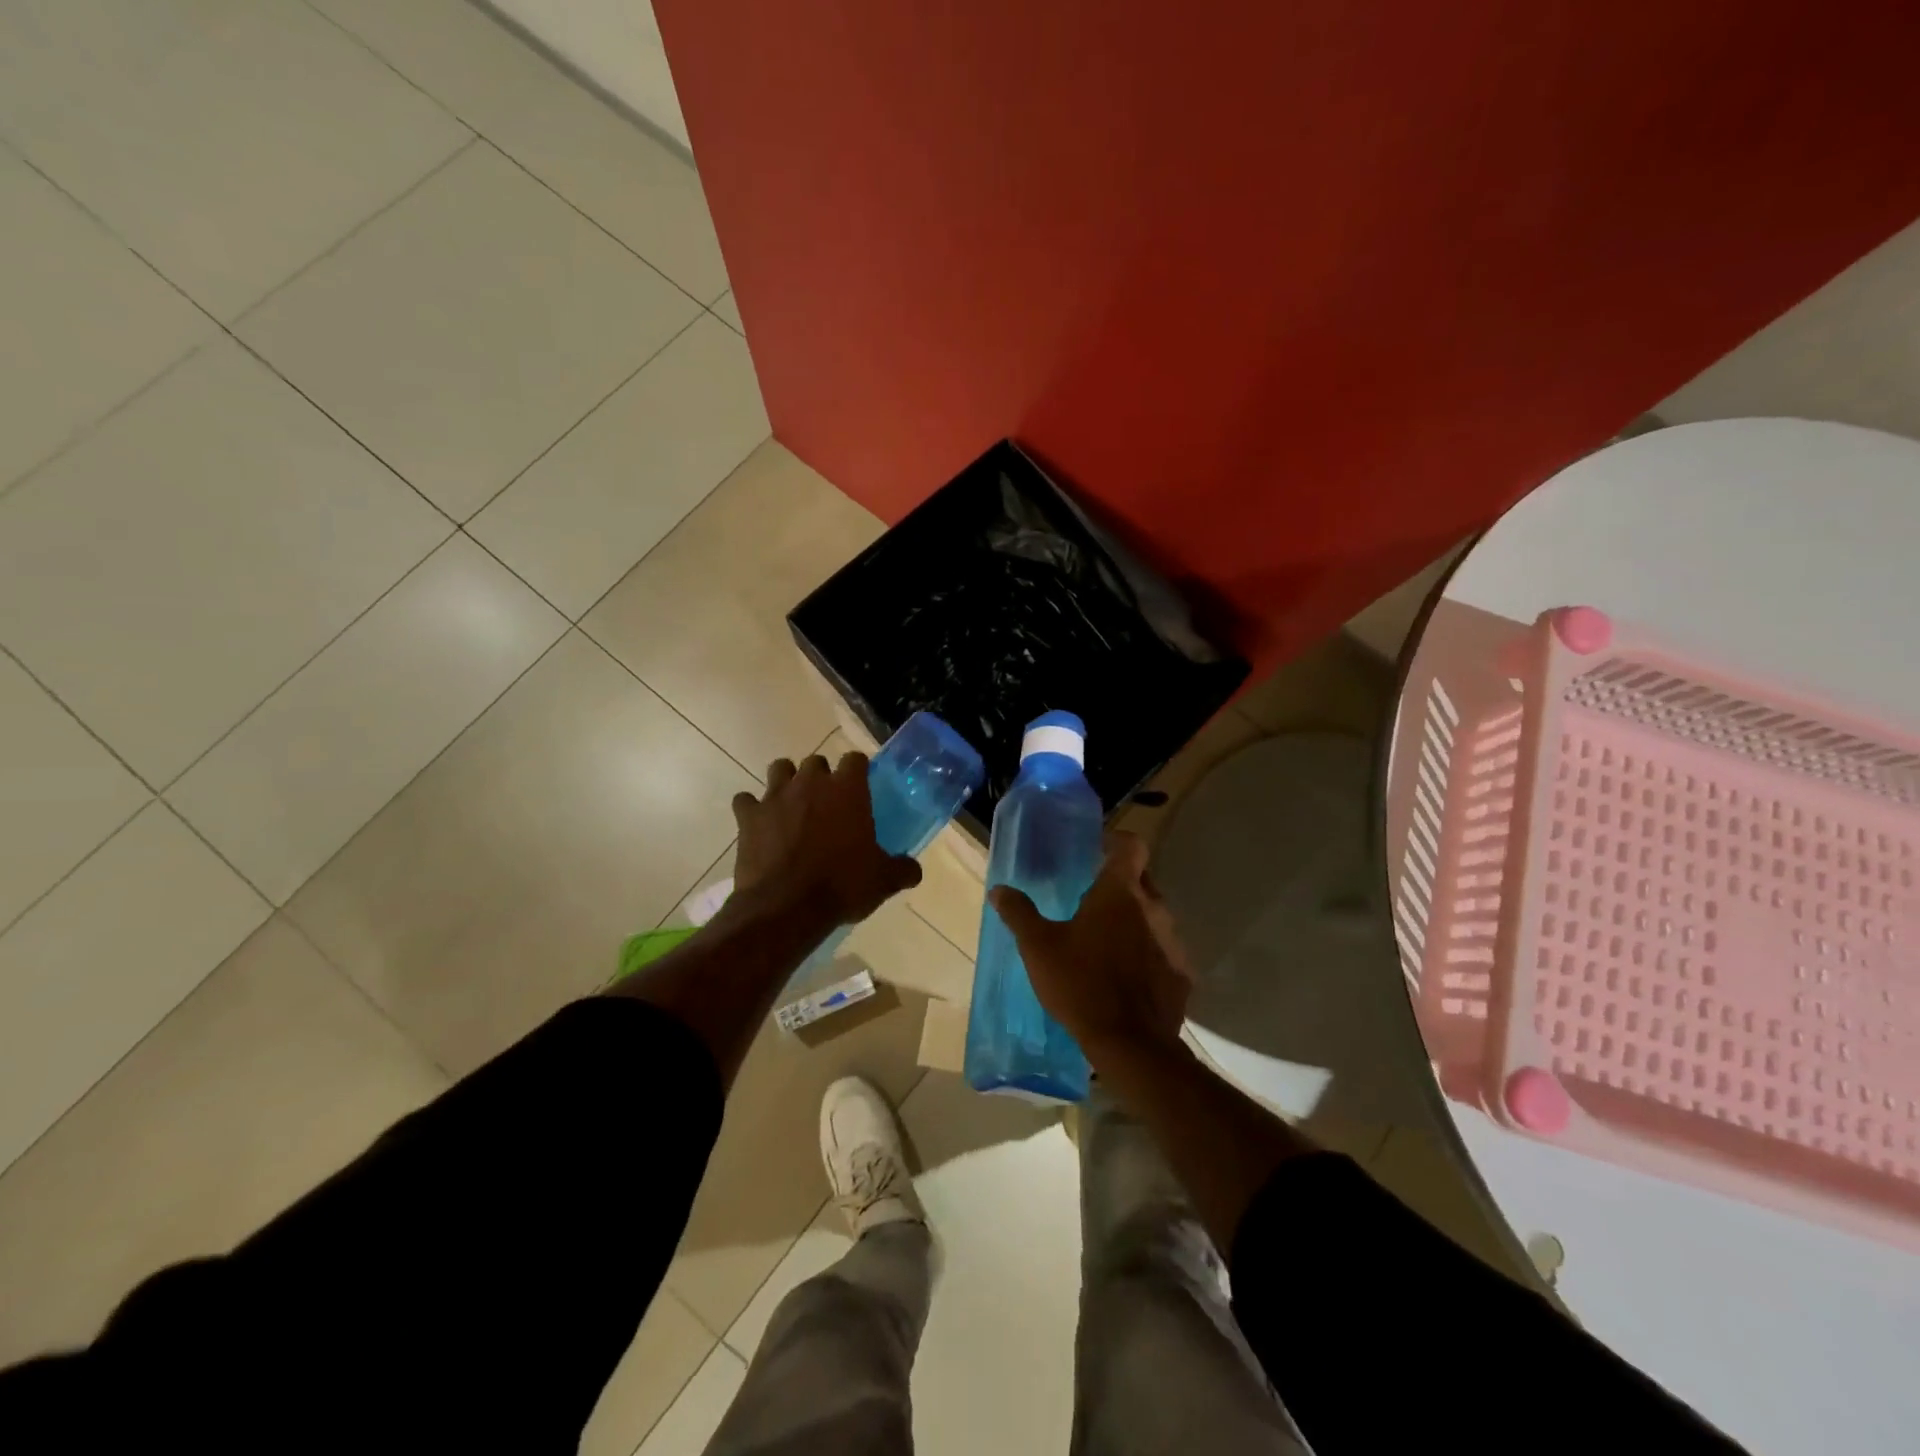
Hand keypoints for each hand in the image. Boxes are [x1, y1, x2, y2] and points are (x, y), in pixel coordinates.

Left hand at [732, 753, 921, 928]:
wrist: (786, 907)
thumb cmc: (842, 885)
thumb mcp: (883, 881)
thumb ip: (902, 869)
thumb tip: (913, 870)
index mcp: (847, 790)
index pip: (855, 759)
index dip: (858, 770)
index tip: (860, 786)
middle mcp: (810, 783)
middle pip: (816, 761)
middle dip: (820, 776)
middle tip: (827, 803)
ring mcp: (775, 797)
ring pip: (779, 769)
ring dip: (786, 781)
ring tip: (792, 804)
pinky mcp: (748, 817)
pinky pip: (745, 801)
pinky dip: (751, 809)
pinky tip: (759, 825)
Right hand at [988, 831, 1192, 1056]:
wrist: (1131, 1044)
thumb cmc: (1081, 984)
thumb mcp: (1038, 947)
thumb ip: (1019, 913)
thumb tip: (999, 890)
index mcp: (1120, 892)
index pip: (1132, 846)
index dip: (1117, 842)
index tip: (1099, 850)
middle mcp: (1153, 908)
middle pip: (1143, 880)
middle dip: (1122, 884)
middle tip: (1093, 899)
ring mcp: (1173, 941)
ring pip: (1155, 916)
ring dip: (1135, 920)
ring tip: (1107, 941)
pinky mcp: (1182, 974)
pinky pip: (1164, 951)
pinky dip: (1148, 954)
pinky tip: (1127, 976)